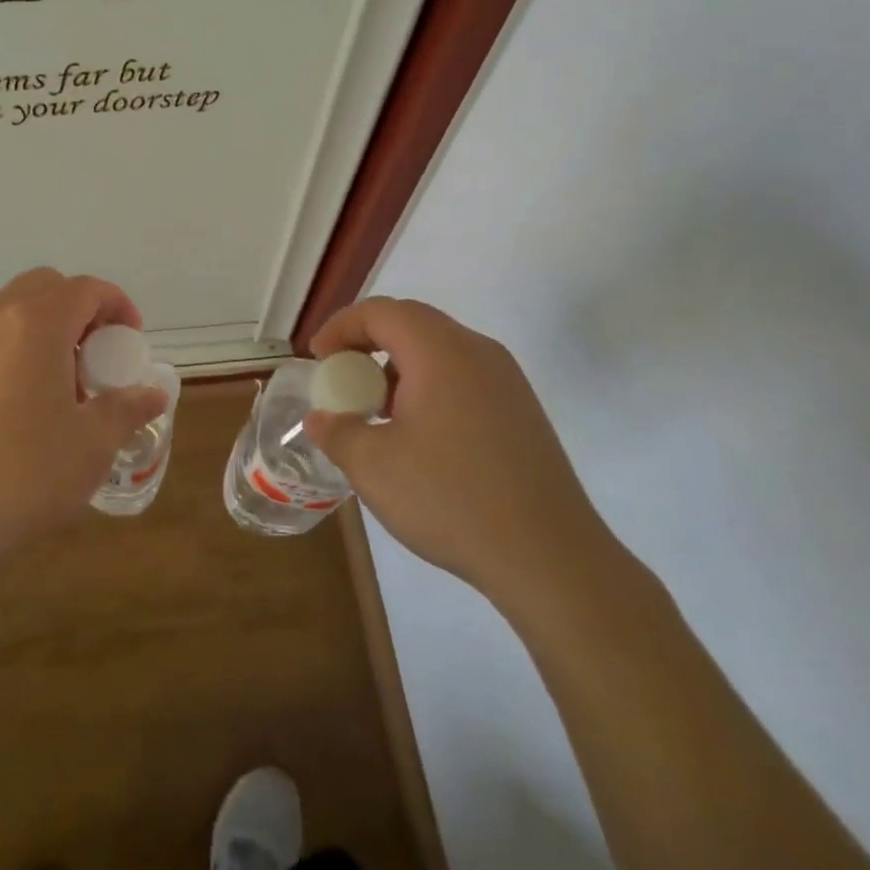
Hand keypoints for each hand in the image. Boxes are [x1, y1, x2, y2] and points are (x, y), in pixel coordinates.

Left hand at [0, 268, 167, 563]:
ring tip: (60, 385)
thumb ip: (127, 408)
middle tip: (96, 357)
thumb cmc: (21, 472)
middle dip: (80, 310)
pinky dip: (14, 349)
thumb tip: (153, 394)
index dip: (117, 306)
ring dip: (45, 329)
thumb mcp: (91, 444)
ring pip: (12, 310)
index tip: (131, 342)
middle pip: (46, 287)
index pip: (86, 288)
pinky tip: (20, 404)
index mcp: (36, 322)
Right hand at [304, 297, 620, 615]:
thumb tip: (321, 419)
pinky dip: (428, 386)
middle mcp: (477, 351)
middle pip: (411, 323)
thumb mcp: (373, 467)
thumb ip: (337, 432)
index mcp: (440, 351)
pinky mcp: (521, 411)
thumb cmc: (451, 499)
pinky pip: (463, 377)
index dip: (341, 327)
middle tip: (342, 378)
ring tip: (375, 410)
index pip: (381, 311)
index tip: (318, 359)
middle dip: (367, 343)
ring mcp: (507, 381)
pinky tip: (418, 435)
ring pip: (439, 351)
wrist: (551, 558)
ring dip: (398, 367)